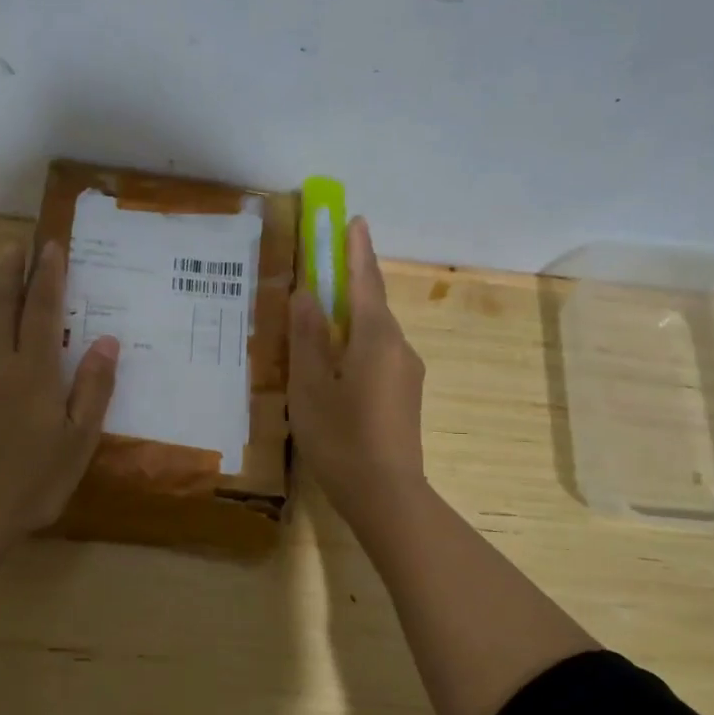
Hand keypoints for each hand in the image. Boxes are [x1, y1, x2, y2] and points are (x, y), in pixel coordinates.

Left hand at [0, 239, 118, 554]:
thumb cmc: (29, 482)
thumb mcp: (77, 441)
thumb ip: (92, 389)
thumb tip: (106, 341)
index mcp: (32, 372)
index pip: (42, 312)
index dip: (48, 278)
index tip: (51, 247)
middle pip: (4, 309)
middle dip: (12, 274)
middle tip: (17, 245)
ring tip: (4, 276)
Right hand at [289, 216, 426, 528]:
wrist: (387, 496)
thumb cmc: (341, 438)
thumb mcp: (311, 386)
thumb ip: (307, 336)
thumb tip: (307, 292)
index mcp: (376, 337)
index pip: (365, 280)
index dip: (356, 249)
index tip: (352, 219)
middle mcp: (398, 346)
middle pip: (372, 303)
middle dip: (353, 278)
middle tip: (326, 262)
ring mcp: (406, 372)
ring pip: (375, 331)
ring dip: (352, 313)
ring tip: (321, 313)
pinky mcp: (404, 394)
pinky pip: (378, 352)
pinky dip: (356, 341)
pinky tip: (336, 358)